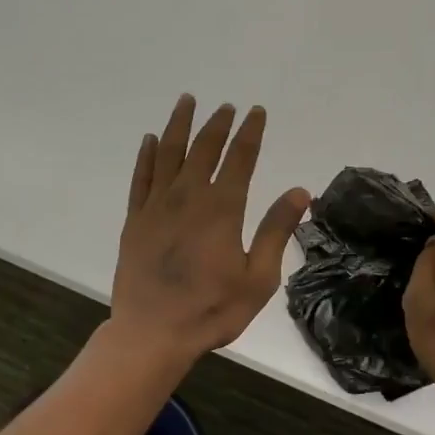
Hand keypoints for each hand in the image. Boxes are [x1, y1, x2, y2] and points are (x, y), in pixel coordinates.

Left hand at [110, 95, 309, 369]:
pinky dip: (145, 155)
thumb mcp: (258, 278)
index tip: (256, 112)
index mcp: (222, 209)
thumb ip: (276, 231)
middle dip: (217, 124)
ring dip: (178, 125)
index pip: (240, 158)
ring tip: (187, 102)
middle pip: (203, 148)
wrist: (152, 333)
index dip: (250, 132)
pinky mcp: (134, 219)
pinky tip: (149, 140)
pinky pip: (140, 177)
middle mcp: (188, 197)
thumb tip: (300, 192)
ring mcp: (156, 206)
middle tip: (225, 106)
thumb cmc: (211, 310)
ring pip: (167, 153)